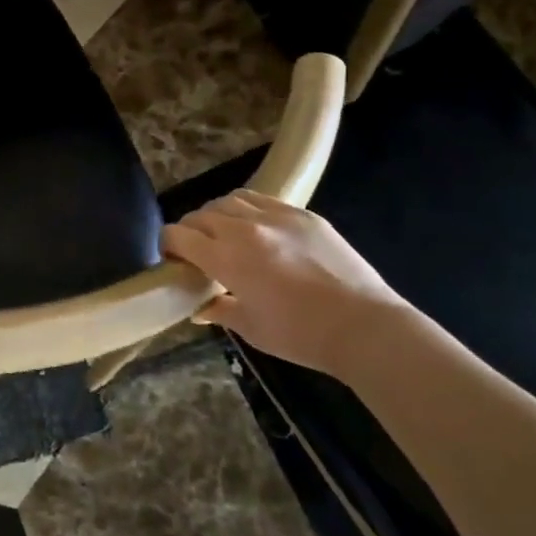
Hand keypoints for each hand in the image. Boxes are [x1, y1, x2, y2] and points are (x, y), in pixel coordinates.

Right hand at [160, 190, 418, 376]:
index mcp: (226, 258)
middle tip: (198, 252)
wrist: (367, 328)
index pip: (178, 235)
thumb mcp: (251, 329)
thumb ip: (219, 310)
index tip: (172, 260)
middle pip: (200, 215)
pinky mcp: (303, 214)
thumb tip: (198, 307)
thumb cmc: (302, 336)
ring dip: (218, 215)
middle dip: (191, 231)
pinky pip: (263, 200)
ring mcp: (276, 217)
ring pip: (229, 200)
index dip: (168, 245)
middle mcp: (244, 229)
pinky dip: (249, 209)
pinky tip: (258, 228)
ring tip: (227, 234)